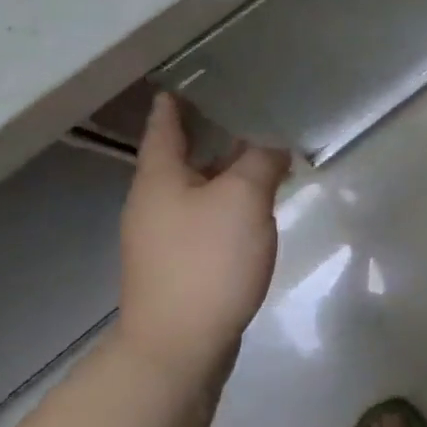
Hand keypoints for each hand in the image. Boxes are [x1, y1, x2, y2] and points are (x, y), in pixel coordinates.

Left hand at [117, 93, 290, 388]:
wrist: (178, 348)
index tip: (192, 77)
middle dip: (213, 134)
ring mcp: (164, 237)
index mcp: (159, 178)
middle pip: (183, 156)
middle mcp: (154, 202)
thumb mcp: (243, 199)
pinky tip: (256, 207)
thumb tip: (273, 144)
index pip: (165, 124)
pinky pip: (207, 218)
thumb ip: (261, 161)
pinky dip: (230, 203)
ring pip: (199, 189)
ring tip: (264, 154)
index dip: (177, 100)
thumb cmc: (206, 262)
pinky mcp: (180, 265)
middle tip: (251, 110)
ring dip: (227, 171)